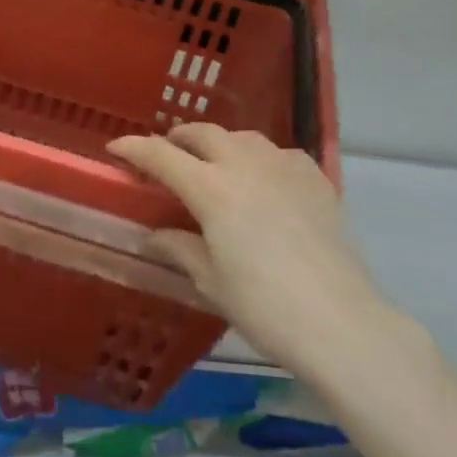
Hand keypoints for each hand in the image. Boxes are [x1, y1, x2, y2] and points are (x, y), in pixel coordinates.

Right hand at [107, 125, 401, 378]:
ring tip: (212, 163)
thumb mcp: (211, 281)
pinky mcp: (317, 181)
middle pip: (204, 134)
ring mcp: (286, 169)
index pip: (162, 156)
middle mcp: (247, 167)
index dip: (135, 148)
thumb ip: (181, 249)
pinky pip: (280, 154)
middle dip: (178, 139)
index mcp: (213, 190)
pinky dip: (260, 158)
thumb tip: (158, 236)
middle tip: (165, 154)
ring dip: (220, 143)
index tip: (116, 148)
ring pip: (244, 138)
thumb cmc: (264, 307)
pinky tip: (263, 179)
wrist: (340, 322)